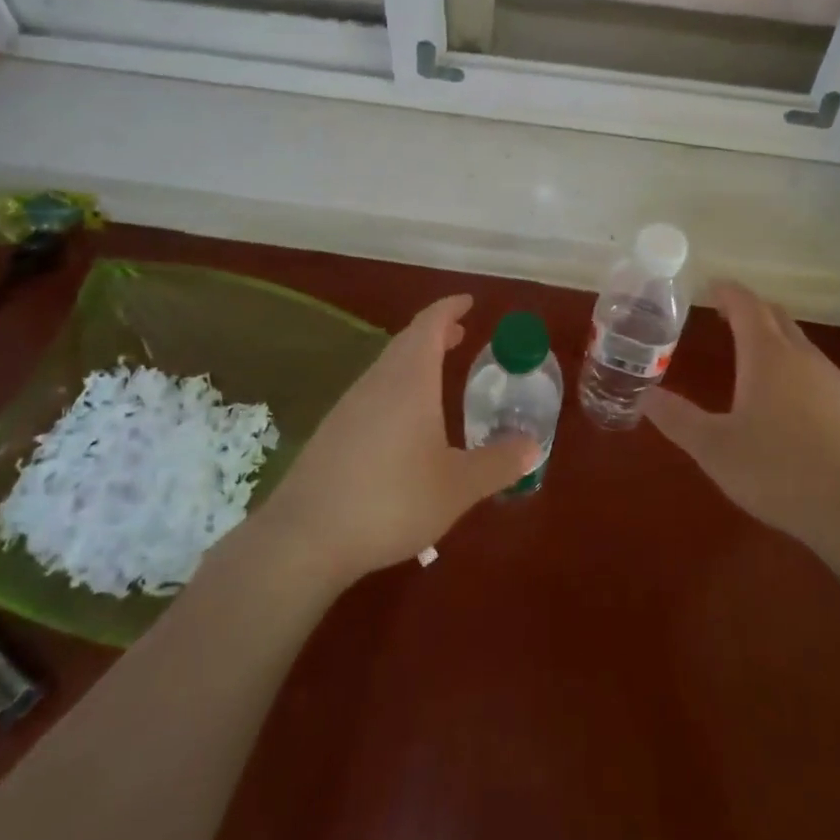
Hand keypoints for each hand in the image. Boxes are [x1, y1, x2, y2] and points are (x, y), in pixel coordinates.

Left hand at [257, 295, 536, 583]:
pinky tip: (403, 422)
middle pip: (406, 341)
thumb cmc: (392, 501)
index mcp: (410, 380)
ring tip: (437, 375)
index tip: (468, 302)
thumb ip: (498, 464)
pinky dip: (396, 387)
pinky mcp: (332, 432)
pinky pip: (372, 392)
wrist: (305, 537)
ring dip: (414, 360)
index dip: (449, 308)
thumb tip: (534, 446)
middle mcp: (378, 382)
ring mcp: (349, 405)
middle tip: (461, 335)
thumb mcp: (457, 487)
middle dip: (435, 332)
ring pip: (387, 366)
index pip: (430, 324)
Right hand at [642, 282, 839, 559]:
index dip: (728, 292)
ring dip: (773, 338)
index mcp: (767, 356)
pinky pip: (815, 370)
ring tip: (750, 354)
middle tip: (724, 314)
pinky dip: (793, 366)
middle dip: (750, 310)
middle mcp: (803, 357)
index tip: (711, 287)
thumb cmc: (780, 472)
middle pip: (776, 317)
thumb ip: (677, 419)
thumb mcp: (715, 449)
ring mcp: (833, 381)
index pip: (747, 305)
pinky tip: (786, 398)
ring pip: (799, 343)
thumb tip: (644, 395)